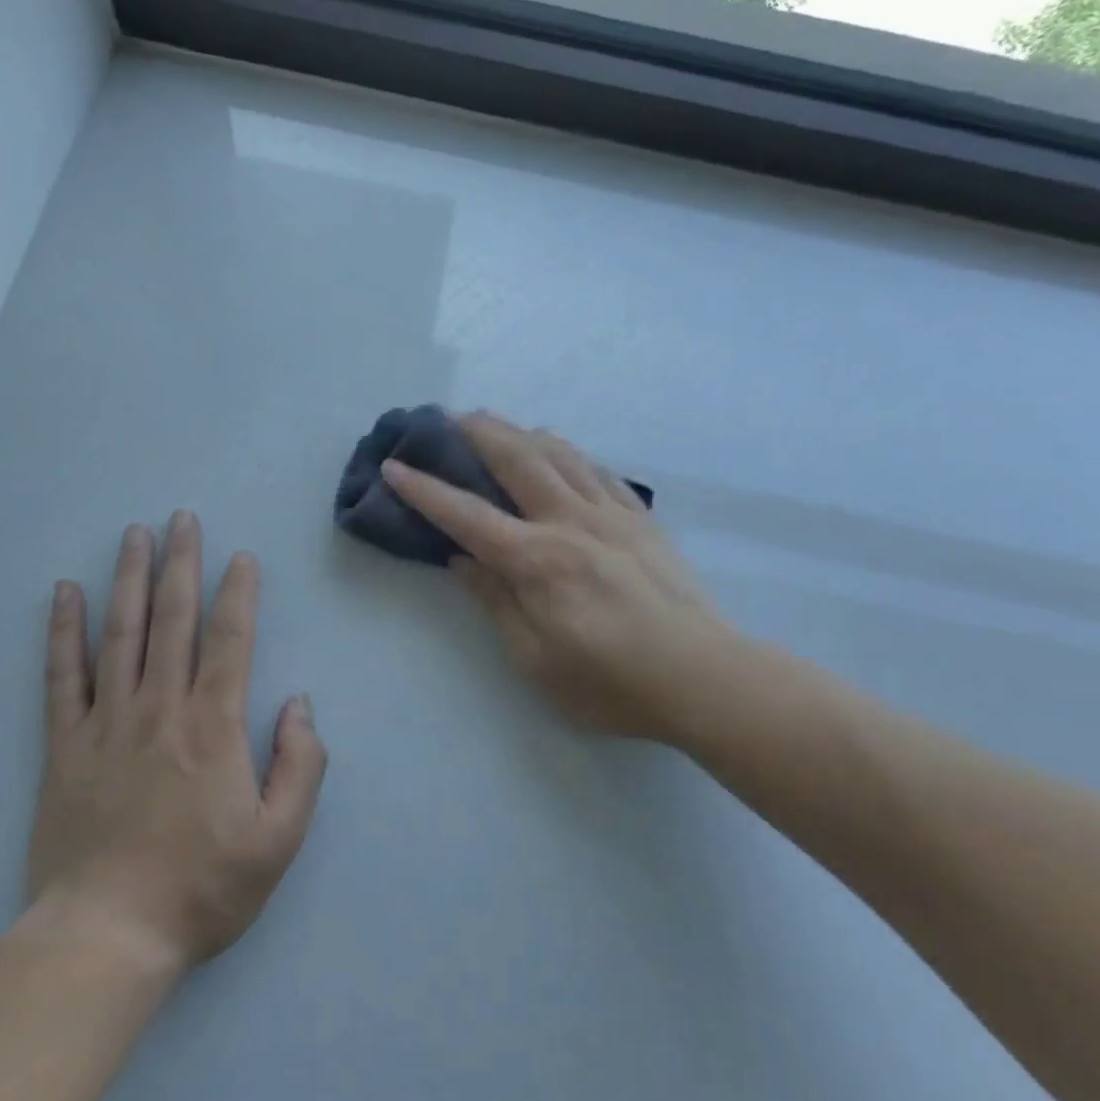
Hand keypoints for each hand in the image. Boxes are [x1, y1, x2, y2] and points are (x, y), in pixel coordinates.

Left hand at [25, 512, 326, 972]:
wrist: (108, 936)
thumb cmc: (203, 887)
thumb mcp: (279, 839)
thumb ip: (301, 765)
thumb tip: (299, 704)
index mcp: (214, 726)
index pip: (230, 640)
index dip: (239, 593)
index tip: (241, 557)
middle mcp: (161, 708)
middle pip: (173, 619)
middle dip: (181, 564)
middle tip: (182, 518)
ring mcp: (107, 721)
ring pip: (120, 633)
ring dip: (129, 578)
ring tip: (135, 534)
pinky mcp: (65, 744)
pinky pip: (63, 675)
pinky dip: (63, 631)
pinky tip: (63, 593)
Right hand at [383, 414, 756, 749]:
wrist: (705, 678)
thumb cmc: (612, 683)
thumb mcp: (536, 660)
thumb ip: (496, 601)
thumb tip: (462, 560)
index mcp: (538, 561)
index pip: (467, 515)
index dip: (425, 489)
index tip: (394, 466)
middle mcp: (570, 522)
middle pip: (516, 458)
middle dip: (476, 432)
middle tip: (447, 417)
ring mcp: (611, 514)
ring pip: (559, 452)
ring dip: (520, 431)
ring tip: (497, 425)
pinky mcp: (640, 518)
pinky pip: (598, 469)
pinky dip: (568, 452)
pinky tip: (559, 452)